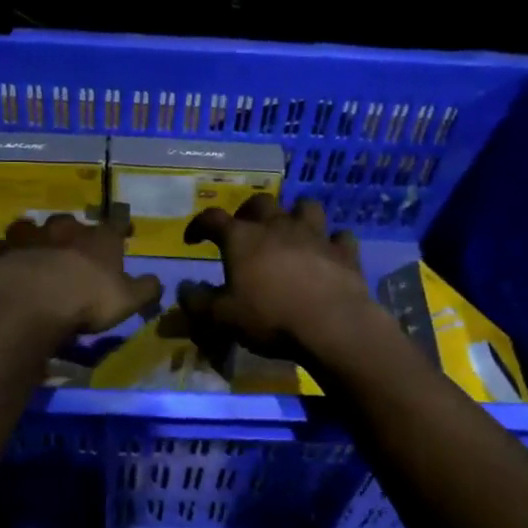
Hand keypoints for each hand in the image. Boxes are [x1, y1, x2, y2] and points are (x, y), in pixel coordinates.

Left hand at [0, 214, 162, 345]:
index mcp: (100, 239)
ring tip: (34, 246)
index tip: (126, 227)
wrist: (34, 302)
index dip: (122, 225)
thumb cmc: (88, 300)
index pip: (117, 224)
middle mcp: (66, 230)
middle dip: (73, 231)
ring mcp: (31, 238)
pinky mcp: (2, 252)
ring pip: (32, 227)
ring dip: (35, 235)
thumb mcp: (128, 300)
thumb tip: (157, 281)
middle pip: (71, 223)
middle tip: (74, 243)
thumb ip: (146, 289)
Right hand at [178, 195, 386, 364]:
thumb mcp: (222, 318)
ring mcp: (314, 234)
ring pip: (305, 207)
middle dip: (248, 213)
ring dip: (295, 214)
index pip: (212, 219)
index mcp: (242, 238)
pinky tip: (328, 252)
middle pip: (259, 203)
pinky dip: (332, 242)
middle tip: (244, 231)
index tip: (193, 239)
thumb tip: (184, 288)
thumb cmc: (269, 318)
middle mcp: (277, 226)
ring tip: (289, 230)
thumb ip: (198, 301)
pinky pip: (339, 236)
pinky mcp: (343, 250)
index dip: (199, 225)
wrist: (331, 324)